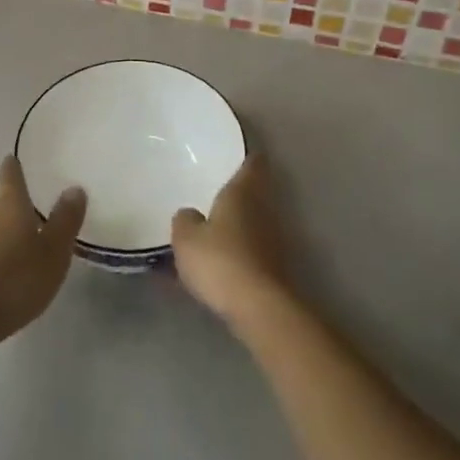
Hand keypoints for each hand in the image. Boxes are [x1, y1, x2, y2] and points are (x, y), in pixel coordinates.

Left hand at [0, 156, 86, 349]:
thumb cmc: (15, 280)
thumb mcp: (54, 252)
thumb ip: (65, 220)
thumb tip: (74, 187)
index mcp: (9, 204)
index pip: (10, 174)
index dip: (14, 166)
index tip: (15, 160)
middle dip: (12, 203)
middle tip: (31, 212)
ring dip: (2, 230)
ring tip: (20, 243)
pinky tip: (3, 270)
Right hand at [171, 153, 290, 328]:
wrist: (259, 307)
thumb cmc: (220, 260)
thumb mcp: (186, 238)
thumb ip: (184, 220)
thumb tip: (189, 214)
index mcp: (242, 192)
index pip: (252, 163)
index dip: (247, 155)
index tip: (237, 151)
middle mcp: (263, 209)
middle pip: (254, 191)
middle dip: (238, 191)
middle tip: (214, 188)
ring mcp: (273, 238)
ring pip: (254, 220)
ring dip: (238, 222)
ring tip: (213, 225)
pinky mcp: (275, 266)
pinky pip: (252, 247)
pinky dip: (239, 248)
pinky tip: (220, 259)